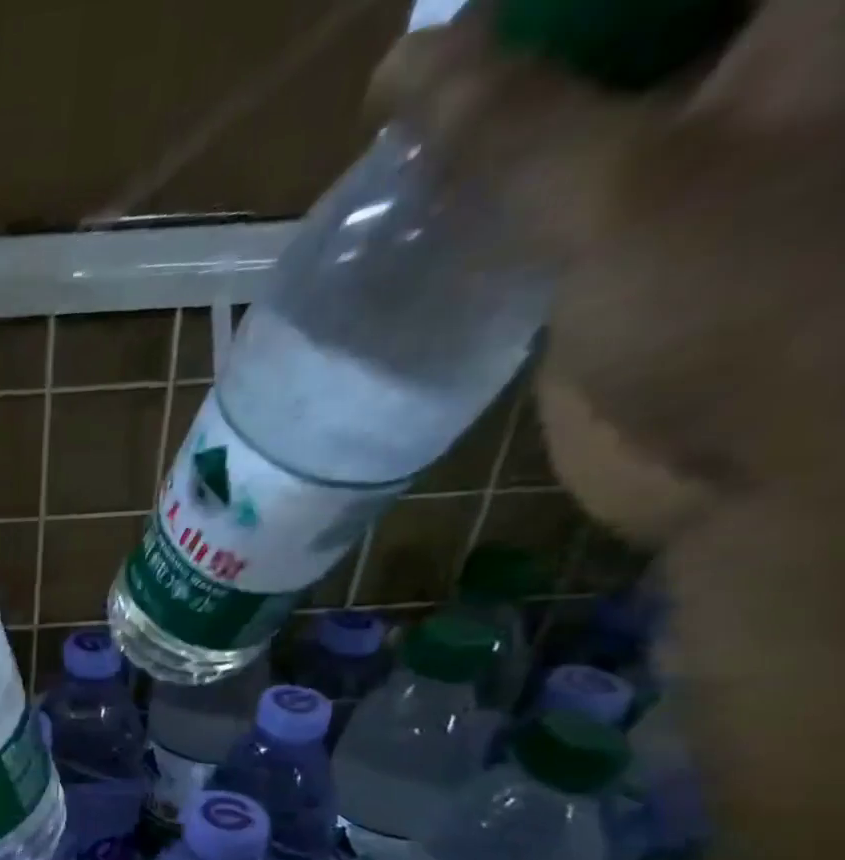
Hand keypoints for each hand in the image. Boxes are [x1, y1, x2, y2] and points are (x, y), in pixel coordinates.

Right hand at [375, 0, 844, 545]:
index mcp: (808, 20)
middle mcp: (763, 62)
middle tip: (424, 69)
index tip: (463, 15)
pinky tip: (425, 197)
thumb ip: (509, 127)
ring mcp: (696, 151)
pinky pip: (547, 186)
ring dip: (490, 114)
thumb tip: (401, 67)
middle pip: (617, 20)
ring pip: (575, 98)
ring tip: (406, 129)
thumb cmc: (755, 306)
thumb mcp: (625, 195)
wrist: (771, 469)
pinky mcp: (630, 238)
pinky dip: (486, 188)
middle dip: (515, 39)